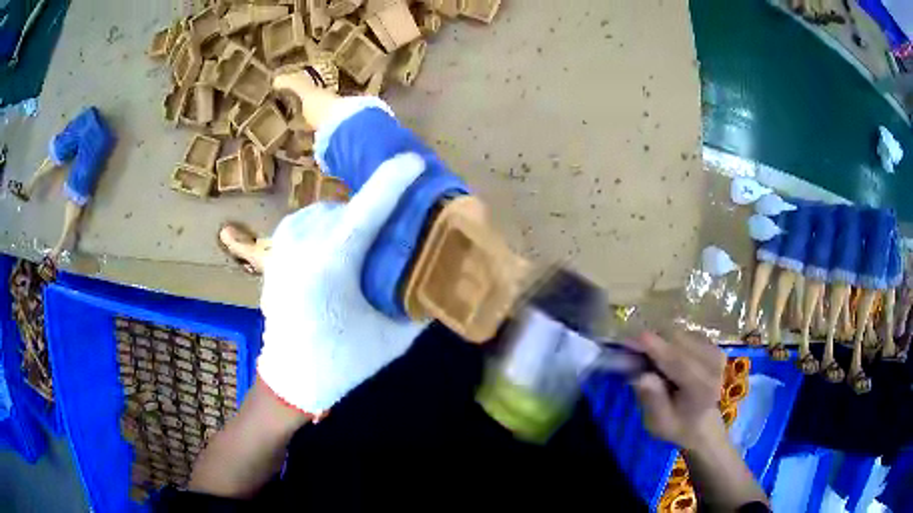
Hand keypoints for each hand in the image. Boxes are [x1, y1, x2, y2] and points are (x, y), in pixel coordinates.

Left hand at [257, 153, 429, 413]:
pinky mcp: (276, 250)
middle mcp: (301, 244)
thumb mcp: (392, 336)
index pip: (367, 208)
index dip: (394, 180)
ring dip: (351, 219)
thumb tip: (442, 272)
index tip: (415, 162)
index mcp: (330, 264)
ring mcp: (283, 244)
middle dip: (376, 211)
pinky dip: (330, 227)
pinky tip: (339, 251)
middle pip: (350, 209)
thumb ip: (419, 300)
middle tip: (397, 228)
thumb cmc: (342, 361)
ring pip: (328, 212)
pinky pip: (311, 222)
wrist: (291, 377)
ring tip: (366, 245)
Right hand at [628, 331, 727, 450]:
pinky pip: (684, 334)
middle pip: (678, 342)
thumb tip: (641, 378)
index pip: (678, 362)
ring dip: (660, 341)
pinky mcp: (712, 345)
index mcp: (702, 389)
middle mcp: (713, 365)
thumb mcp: (659, 423)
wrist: (702, 423)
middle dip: (653, 342)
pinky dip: (668, 341)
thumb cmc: (677, 425)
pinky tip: (662, 356)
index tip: (629, 340)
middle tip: (629, 351)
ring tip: (646, 358)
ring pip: (680, 335)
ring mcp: (715, 352)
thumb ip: (652, 401)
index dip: (654, 348)